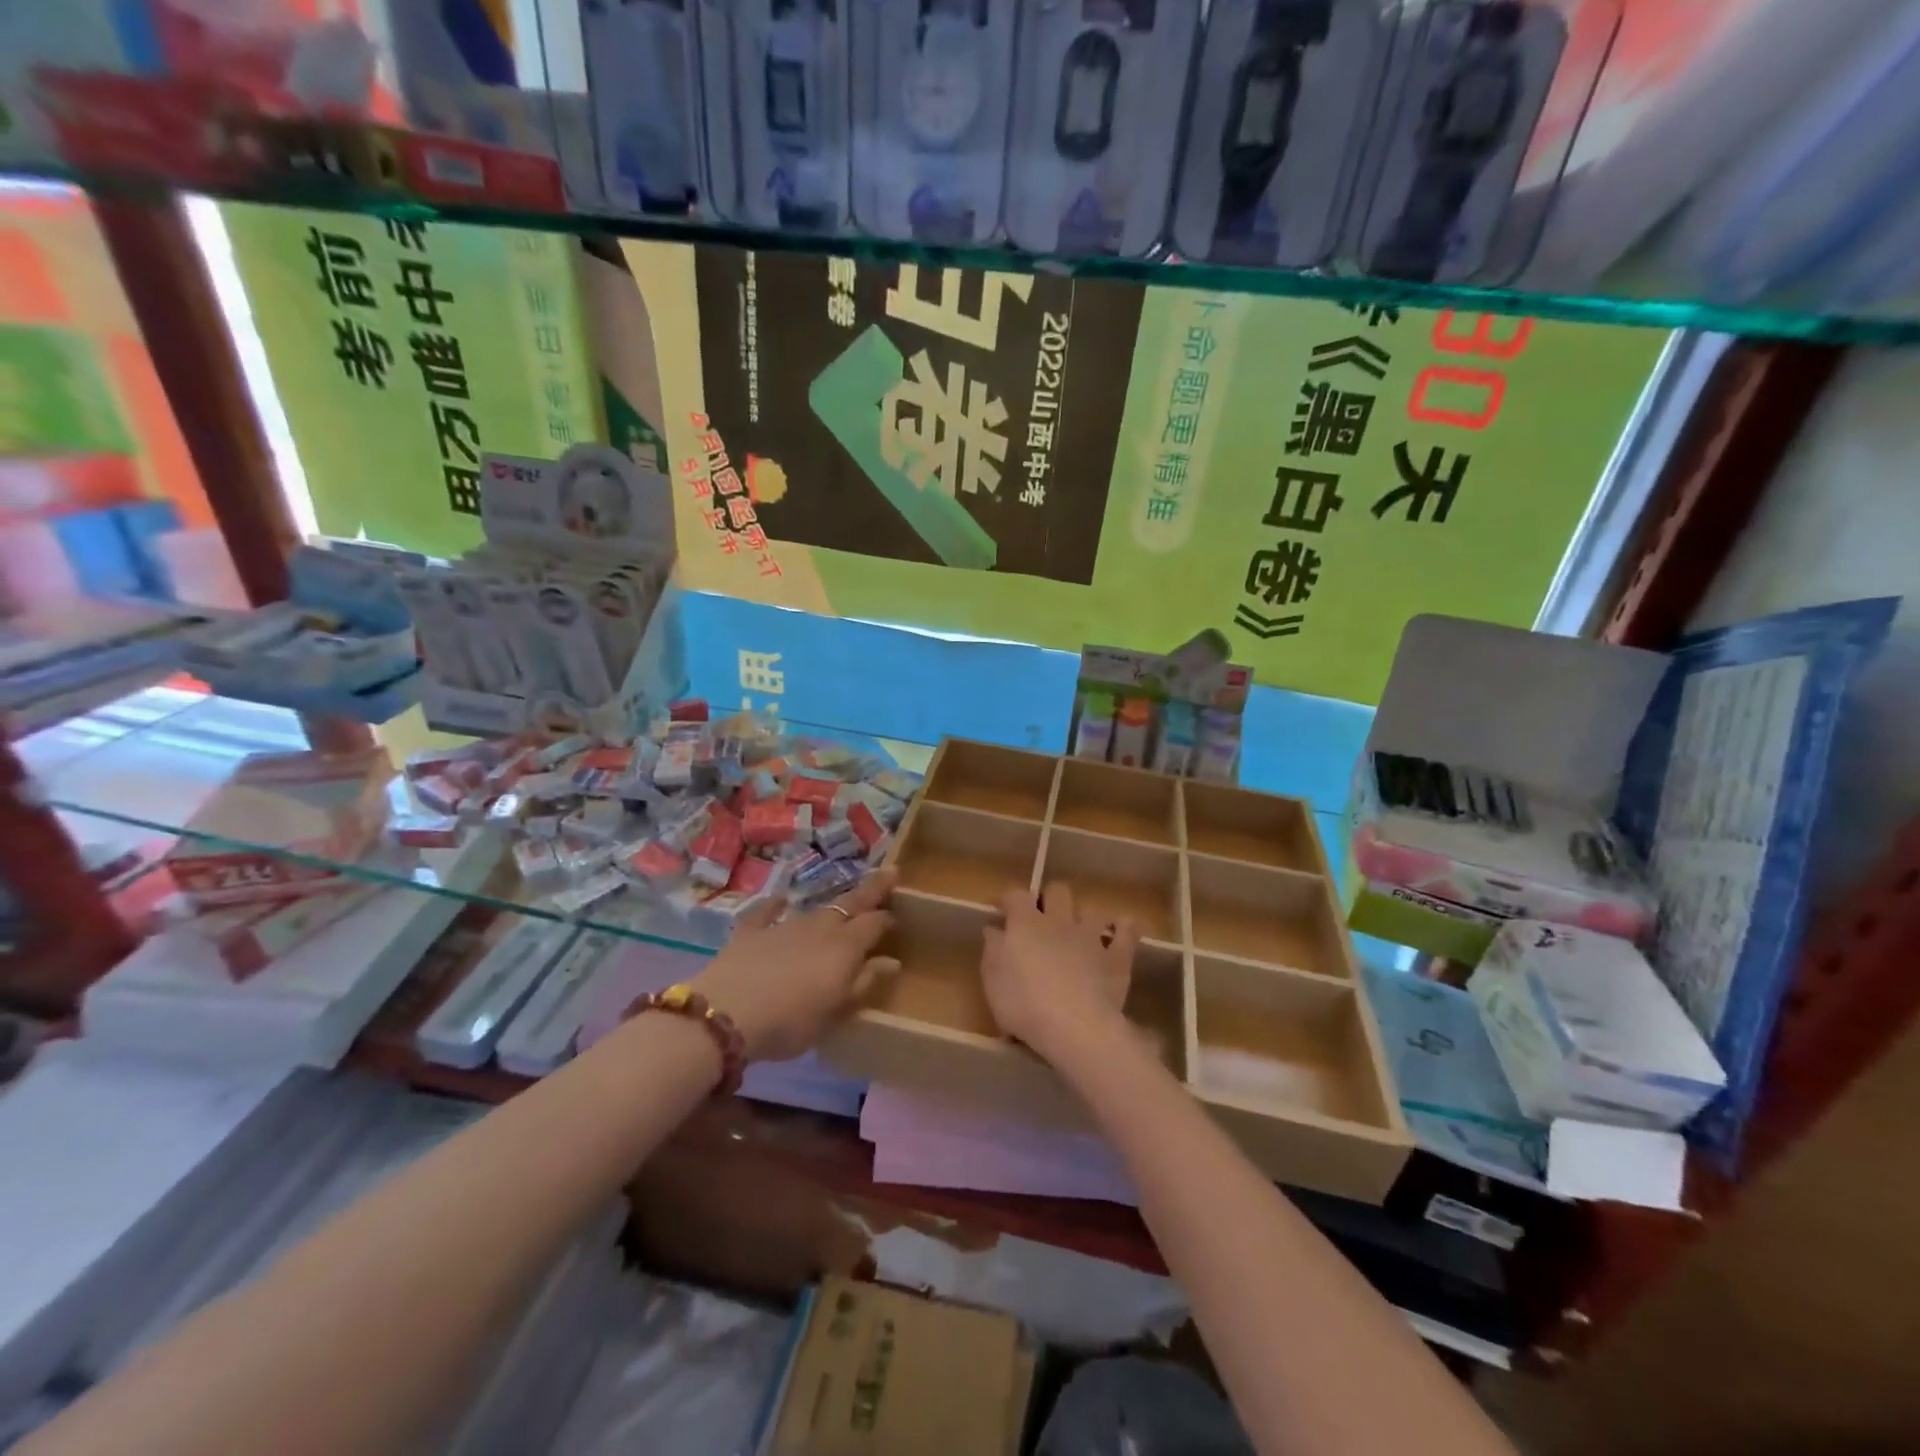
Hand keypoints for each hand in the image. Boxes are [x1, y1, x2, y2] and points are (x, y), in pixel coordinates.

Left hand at [691, 868, 899, 1062]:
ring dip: (830, 907)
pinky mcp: (751, 931)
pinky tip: (781, 899)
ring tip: (839, 906)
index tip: (896, 917)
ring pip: (814, 910)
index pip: (874, 923)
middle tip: (890, 872)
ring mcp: (784, 925)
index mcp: (845, 946)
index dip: (887, 918)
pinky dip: (776, 905)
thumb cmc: (791, 1021)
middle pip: (850, 904)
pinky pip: (767, 911)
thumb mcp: (835, 1011)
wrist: (727, 1013)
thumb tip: (892, 961)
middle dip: (872, 890)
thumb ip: (864, 983)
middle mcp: (819, 927)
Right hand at [981, 883, 1139, 1064]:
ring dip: (1086, 916)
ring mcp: (1091, 936)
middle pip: (1058, 891)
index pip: (1016, 895)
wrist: (1075, 1027)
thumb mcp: (993, 981)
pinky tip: (1124, 930)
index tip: (1006, 912)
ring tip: (1082, 931)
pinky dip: (1125, 929)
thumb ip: (993, 950)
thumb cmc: (1024, 1004)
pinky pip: (1127, 932)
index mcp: (1025, 924)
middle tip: (1045, 919)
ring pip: (1092, 909)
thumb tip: (994, 929)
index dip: (1011, 901)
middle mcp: (1059, 920)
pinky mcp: (1117, 956)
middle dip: (1051, 899)